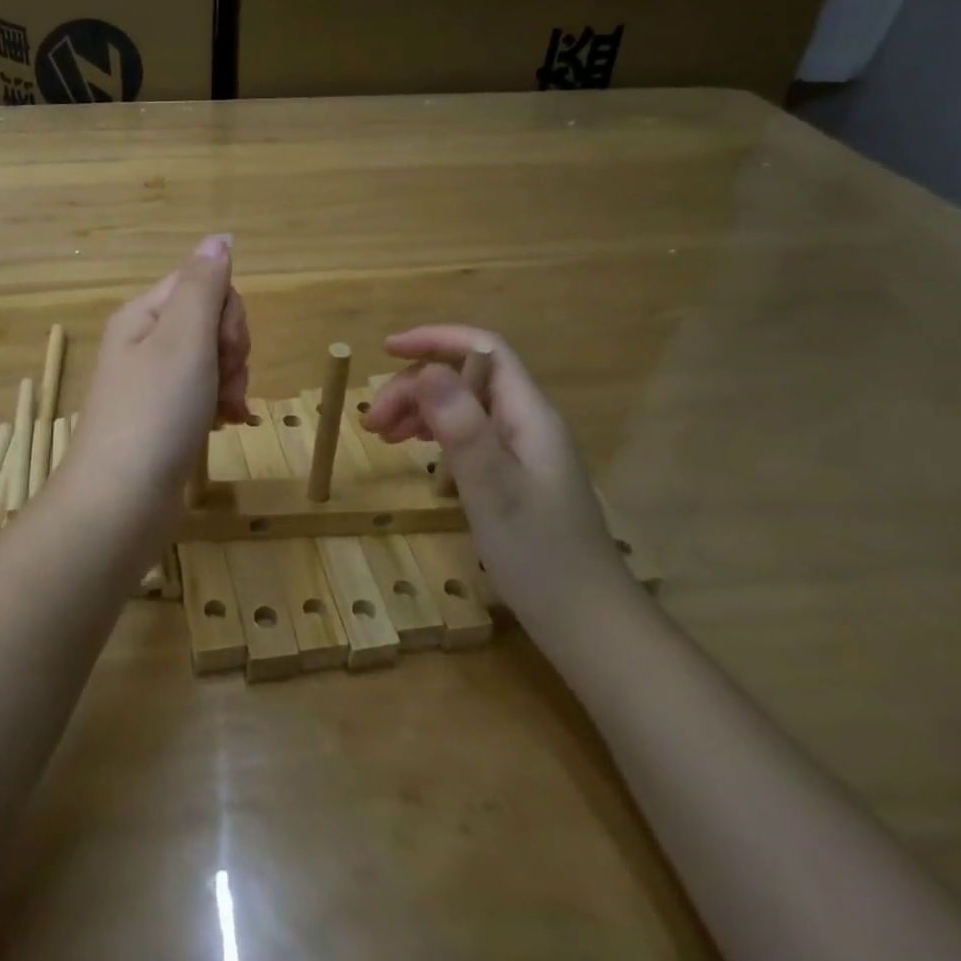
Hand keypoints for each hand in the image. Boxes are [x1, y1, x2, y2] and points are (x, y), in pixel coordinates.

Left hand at [54, 236, 250, 531]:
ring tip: (223, 413)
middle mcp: (144, 341)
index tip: (225, 349)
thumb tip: (219, 237)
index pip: (204, 284)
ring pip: (212, 360)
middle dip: (231, 352)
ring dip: (230, 382)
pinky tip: (224, 426)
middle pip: (211, 322)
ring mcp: (152, 381)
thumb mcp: (184, 339)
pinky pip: (202, 392)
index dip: (228, 315)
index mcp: (144, 314)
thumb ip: (203, 284)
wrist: (120, 503)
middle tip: (221, 385)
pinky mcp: (162, 416)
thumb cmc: (155, 413)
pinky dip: (219, 405)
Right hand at [363, 324, 625, 627]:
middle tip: (372, 422)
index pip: (484, 349)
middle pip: (466, 377)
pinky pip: (467, 433)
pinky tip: (413, 447)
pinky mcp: (513, 474)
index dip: (436, 339)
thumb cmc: (540, 556)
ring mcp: (521, 449)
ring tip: (381, 435)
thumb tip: (427, 371)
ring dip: (419, 409)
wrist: (587, 622)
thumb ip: (462, 428)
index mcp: (529, 415)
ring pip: (462, 405)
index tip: (387, 349)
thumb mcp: (493, 490)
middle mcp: (526, 422)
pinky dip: (433, 432)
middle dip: (414, 386)